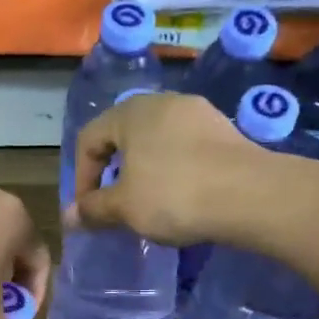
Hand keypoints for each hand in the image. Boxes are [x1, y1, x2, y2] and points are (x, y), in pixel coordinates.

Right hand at [68, 92, 262, 245]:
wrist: (249, 195)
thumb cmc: (174, 195)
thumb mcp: (125, 207)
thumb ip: (94, 209)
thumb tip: (69, 217)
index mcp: (130, 112)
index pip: (89, 139)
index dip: (82, 177)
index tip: (88, 211)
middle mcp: (162, 102)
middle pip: (124, 137)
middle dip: (114, 173)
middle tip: (115, 206)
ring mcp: (198, 113)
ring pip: (156, 142)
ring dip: (145, 172)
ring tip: (149, 204)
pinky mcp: (225, 130)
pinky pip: (185, 149)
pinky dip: (174, 170)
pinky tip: (183, 197)